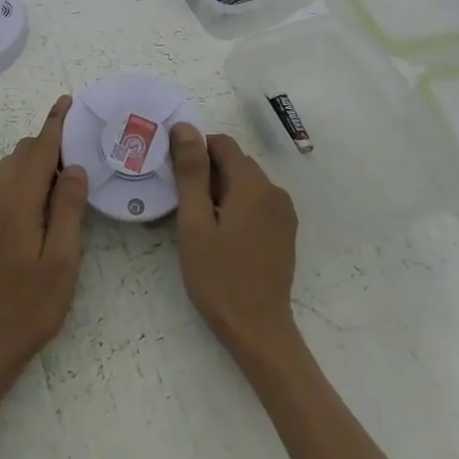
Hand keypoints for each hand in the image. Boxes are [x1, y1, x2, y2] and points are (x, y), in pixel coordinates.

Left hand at [0, 95, 87, 383]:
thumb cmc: (29, 308)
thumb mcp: (62, 261)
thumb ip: (68, 209)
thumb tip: (75, 168)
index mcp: (17, 203)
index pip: (39, 151)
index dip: (55, 124)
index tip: (66, 101)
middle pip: (21, 156)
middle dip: (47, 145)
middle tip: (78, 154)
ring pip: (7, 171)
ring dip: (32, 164)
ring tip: (61, 179)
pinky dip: (18, 182)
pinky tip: (34, 204)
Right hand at [169, 125, 300, 359]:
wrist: (258, 330)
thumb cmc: (219, 278)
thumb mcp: (195, 223)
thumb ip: (191, 172)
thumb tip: (186, 127)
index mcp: (253, 185)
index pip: (221, 144)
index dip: (194, 153)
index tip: (173, 179)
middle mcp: (274, 191)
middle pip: (234, 163)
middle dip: (205, 175)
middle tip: (179, 207)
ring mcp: (283, 213)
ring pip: (244, 184)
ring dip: (218, 193)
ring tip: (195, 225)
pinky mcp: (284, 231)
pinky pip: (255, 204)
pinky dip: (234, 208)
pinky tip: (218, 236)